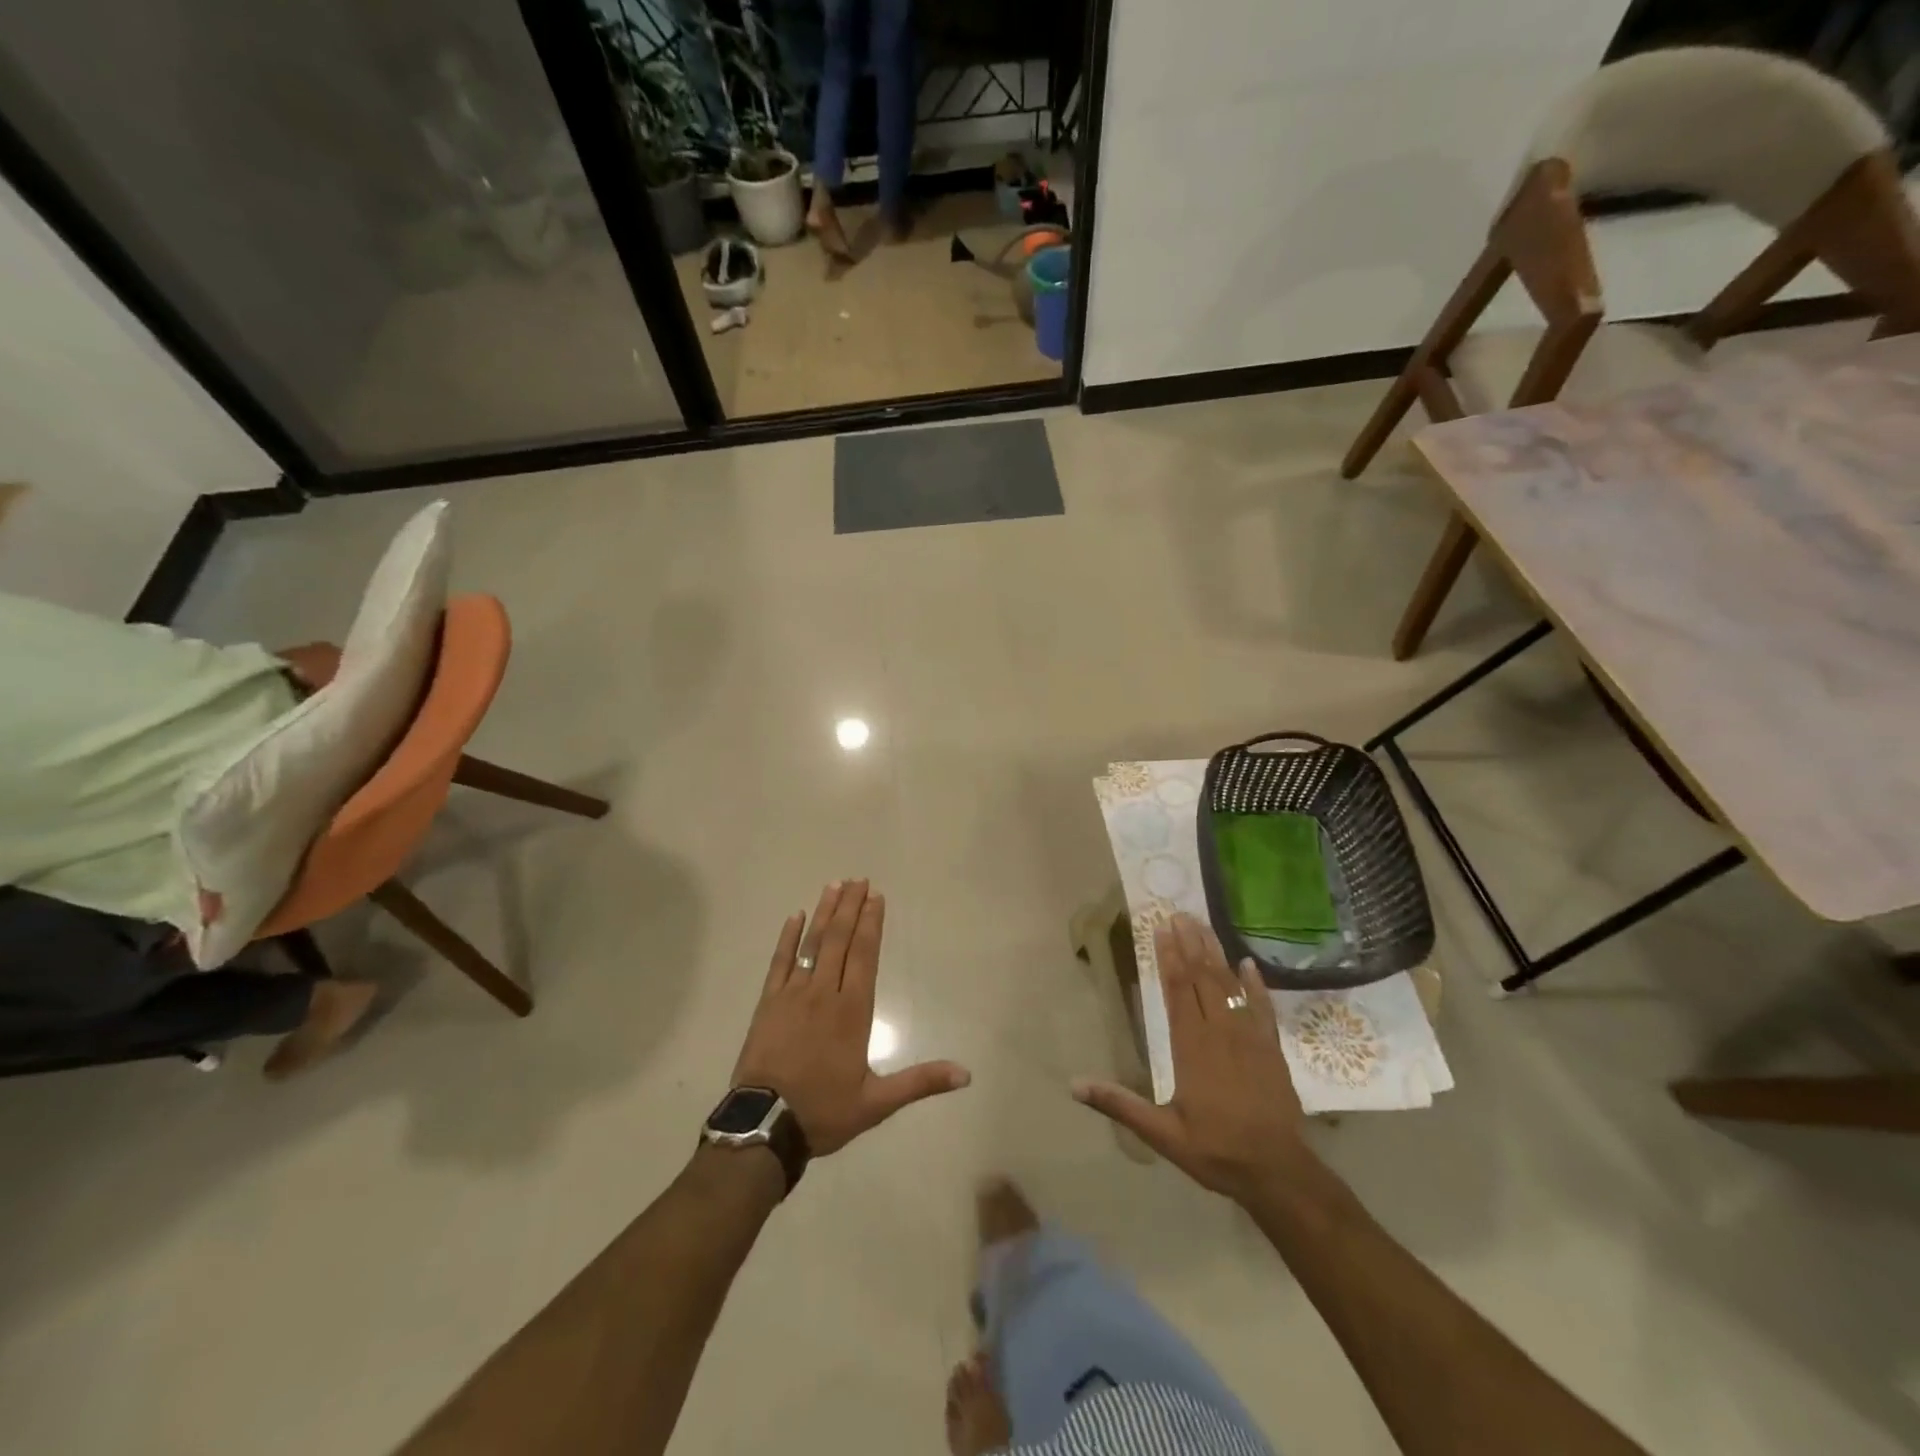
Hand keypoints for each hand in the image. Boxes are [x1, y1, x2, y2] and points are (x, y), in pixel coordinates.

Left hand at [732, 880, 970, 1156]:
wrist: (764, 1126)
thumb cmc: (824, 1111)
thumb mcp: (877, 1102)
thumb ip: (921, 1082)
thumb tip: (966, 1074)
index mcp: (852, 1011)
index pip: (865, 955)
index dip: (871, 924)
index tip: (875, 896)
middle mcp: (824, 993)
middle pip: (839, 940)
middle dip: (851, 908)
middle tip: (858, 879)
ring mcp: (793, 995)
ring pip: (811, 944)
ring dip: (824, 913)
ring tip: (834, 885)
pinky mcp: (768, 1003)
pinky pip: (780, 962)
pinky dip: (787, 938)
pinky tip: (795, 916)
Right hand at [1073, 913, 1312, 1204]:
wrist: (1279, 1172)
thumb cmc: (1216, 1151)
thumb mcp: (1162, 1134)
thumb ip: (1120, 1105)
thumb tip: (1075, 1085)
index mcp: (1192, 1047)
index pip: (1177, 991)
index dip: (1167, 958)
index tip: (1160, 929)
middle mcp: (1220, 1032)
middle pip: (1203, 978)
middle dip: (1189, 944)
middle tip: (1178, 913)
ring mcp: (1250, 1037)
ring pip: (1230, 985)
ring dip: (1215, 953)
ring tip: (1202, 925)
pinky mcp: (1272, 1048)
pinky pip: (1263, 1007)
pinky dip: (1255, 984)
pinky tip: (1248, 963)